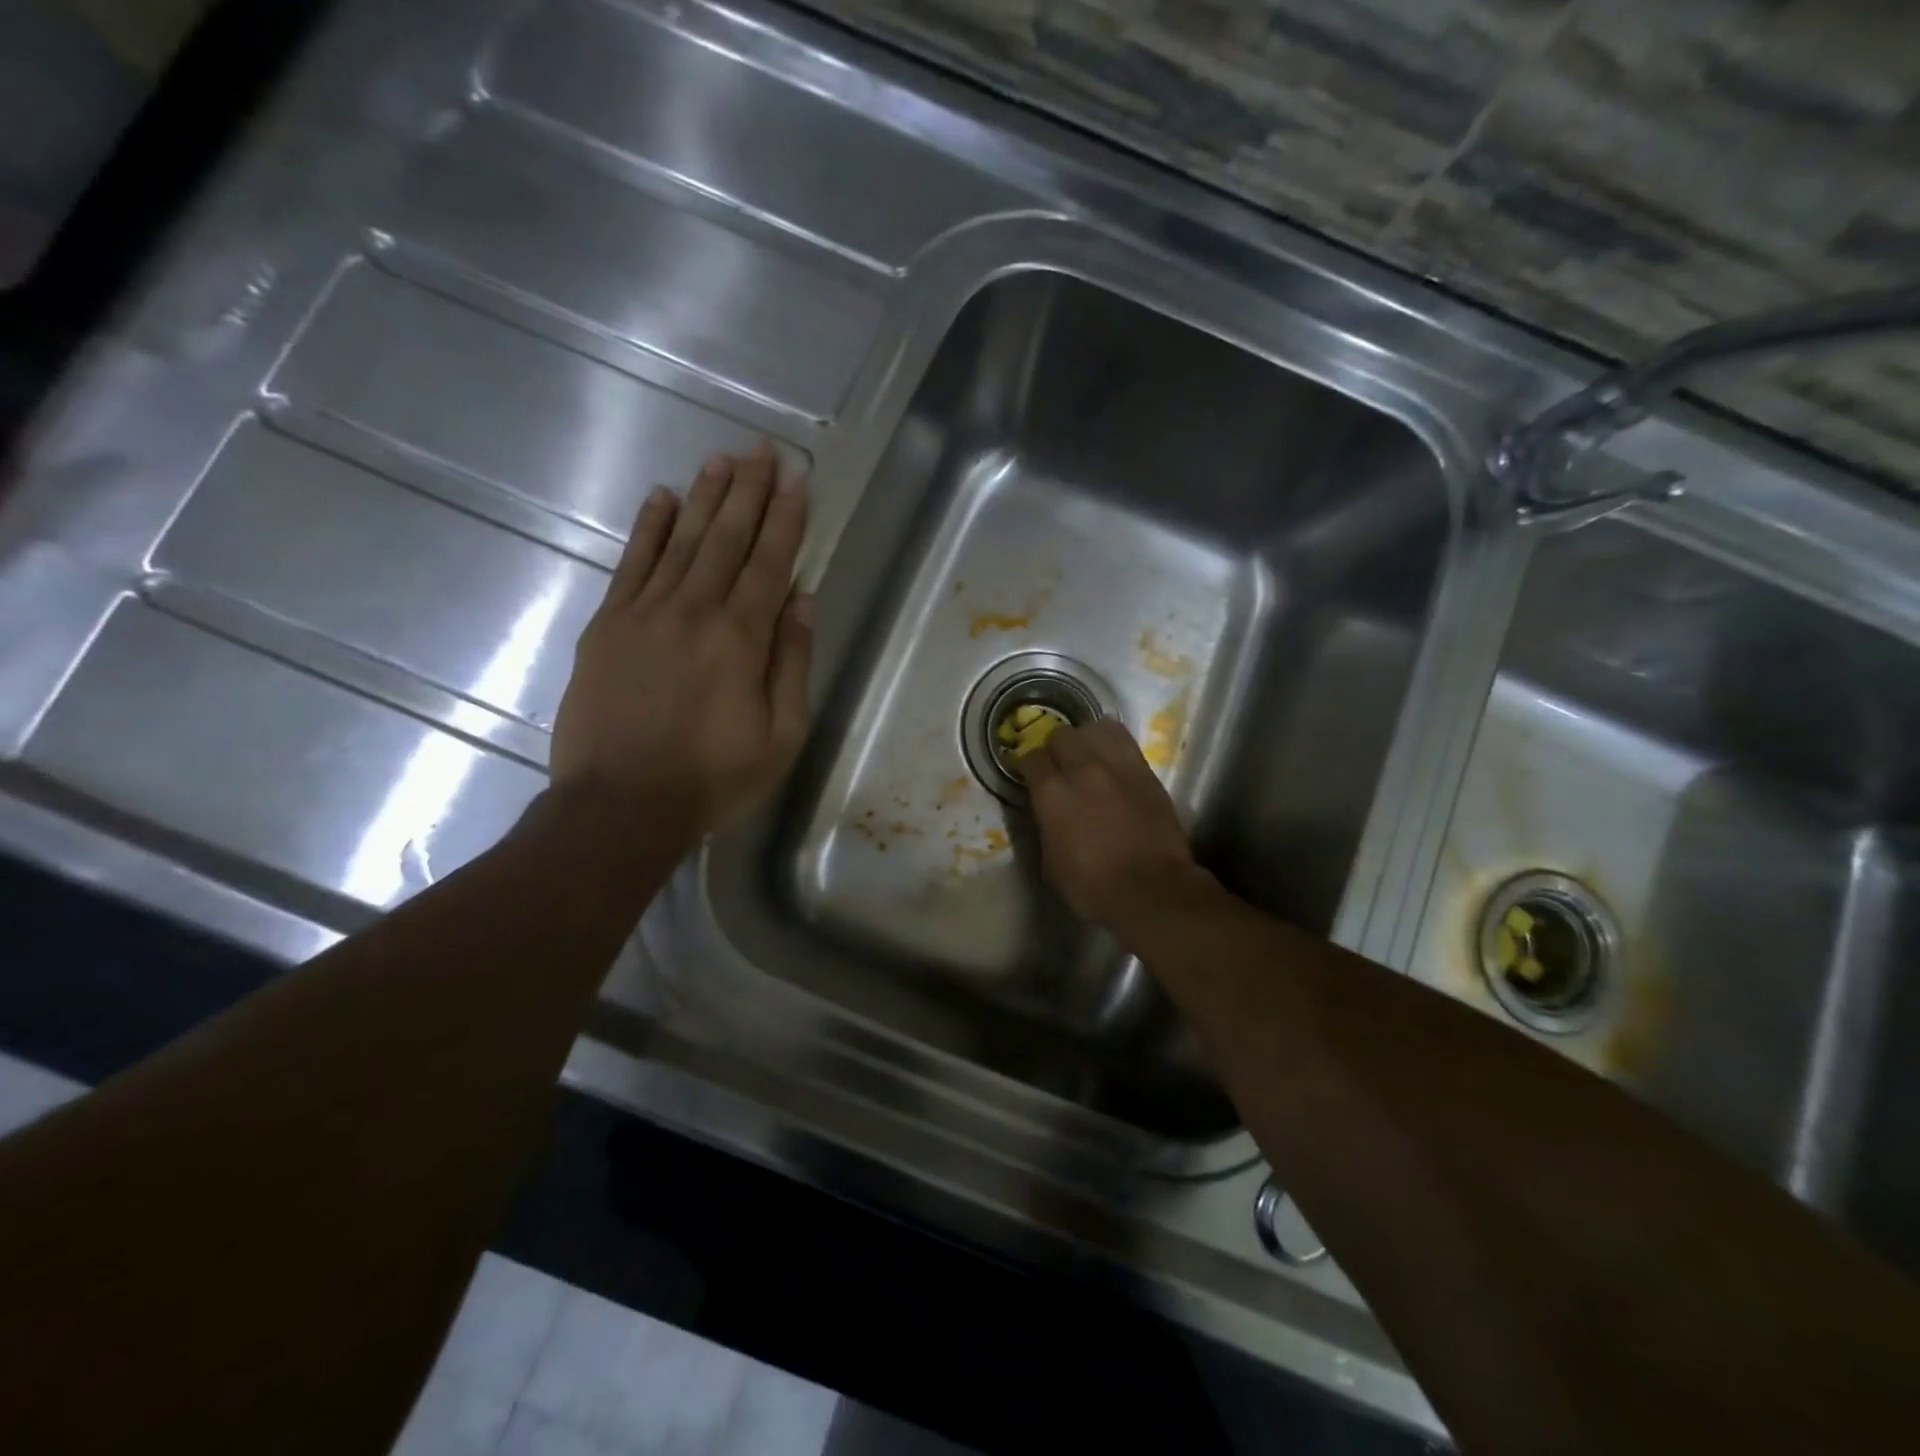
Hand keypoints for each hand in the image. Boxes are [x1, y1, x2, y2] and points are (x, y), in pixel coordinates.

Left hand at [550, 445, 811, 843]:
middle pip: (725, 539)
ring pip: (680, 541)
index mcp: (741, 639)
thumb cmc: (713, 778)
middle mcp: (693, 611)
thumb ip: (792, 663)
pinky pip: (630, 564)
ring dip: (703, 497)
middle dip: (748, 491)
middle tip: (762, 449)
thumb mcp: (780, 735)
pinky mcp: (606, 626)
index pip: (770, 563)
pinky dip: (647, 528)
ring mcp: (643, 614)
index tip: (797, 478)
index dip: (786, 518)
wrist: (619, 805)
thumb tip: (802, 599)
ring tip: (722, 459)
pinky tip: (660, 498)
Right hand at [1020, 718, 1203, 929]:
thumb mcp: (1050, 863)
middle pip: (1061, 735)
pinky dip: (1113, 743)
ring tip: (1087, 755)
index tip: (1031, 777)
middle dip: (1056, 748)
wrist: (1151, 890)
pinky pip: (1125, 740)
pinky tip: (1112, 757)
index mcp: (1051, 793)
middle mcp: (1081, 769)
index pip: (1031, 759)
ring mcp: (1116, 766)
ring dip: (1086, 739)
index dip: (1029, 767)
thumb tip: (1047, 814)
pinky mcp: (1145, 771)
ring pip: (1094, 728)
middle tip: (1059, 766)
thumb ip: (1045, 828)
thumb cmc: (1092, 887)